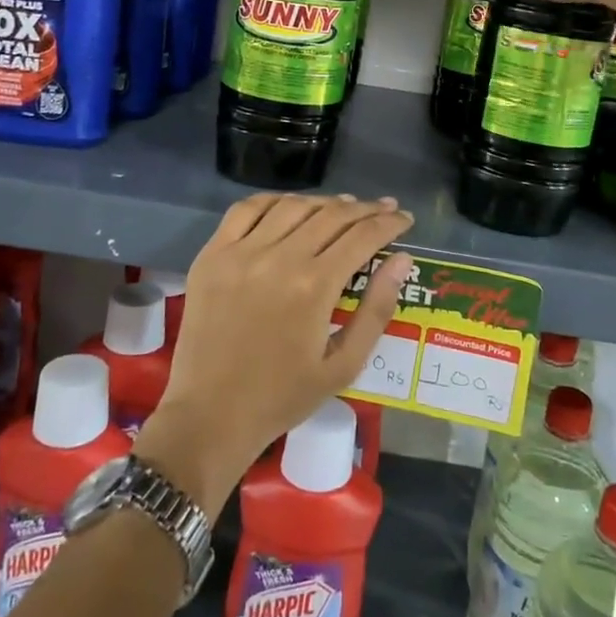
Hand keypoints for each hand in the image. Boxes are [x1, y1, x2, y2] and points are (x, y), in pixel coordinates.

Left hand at [132, 195, 413, 511]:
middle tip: (384, 208)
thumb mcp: (343, 365)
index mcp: (314, 286)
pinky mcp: (212, 254)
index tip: (405, 218)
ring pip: (292, 206)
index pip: (362, 236)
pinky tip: (290, 206)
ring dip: (324, 202)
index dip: (389, 222)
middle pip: (331, 214)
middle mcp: (279, 257)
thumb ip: (376, 309)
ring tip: (343, 207)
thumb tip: (402, 260)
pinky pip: (245, 210)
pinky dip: (274, 200)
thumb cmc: (282, 397)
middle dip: (365, 209)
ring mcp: (241, 252)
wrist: (210, 416)